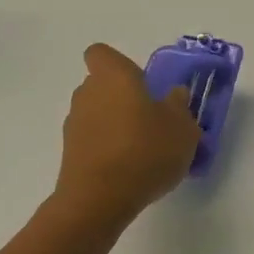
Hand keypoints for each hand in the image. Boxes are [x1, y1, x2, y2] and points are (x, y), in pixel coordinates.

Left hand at [52, 44, 200, 225]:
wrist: (100, 199)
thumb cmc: (146, 150)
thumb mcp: (182, 128)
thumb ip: (180, 106)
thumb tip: (174, 94)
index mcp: (114, 77)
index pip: (101, 54)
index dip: (119, 64)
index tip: (142, 82)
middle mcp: (88, 93)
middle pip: (102, 85)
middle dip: (124, 97)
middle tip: (152, 118)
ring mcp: (75, 124)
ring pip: (98, 113)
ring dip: (116, 124)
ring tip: (144, 149)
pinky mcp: (70, 153)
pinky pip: (93, 140)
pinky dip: (108, 147)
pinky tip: (130, 168)